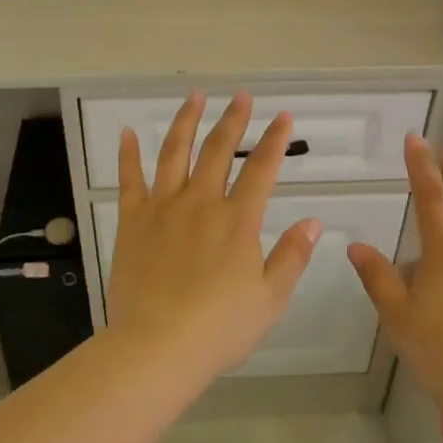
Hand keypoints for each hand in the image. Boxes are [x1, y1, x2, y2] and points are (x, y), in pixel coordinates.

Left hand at [107, 92, 320, 379]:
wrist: (157, 346)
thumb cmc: (219, 328)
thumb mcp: (270, 298)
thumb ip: (292, 256)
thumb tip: (313, 222)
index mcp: (238, 220)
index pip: (261, 169)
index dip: (274, 140)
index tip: (284, 116)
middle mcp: (201, 203)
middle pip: (218, 150)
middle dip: (233, 119)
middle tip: (242, 96)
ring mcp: (163, 208)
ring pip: (175, 152)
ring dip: (186, 121)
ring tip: (195, 96)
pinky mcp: (133, 221)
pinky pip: (130, 179)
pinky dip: (129, 153)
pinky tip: (129, 132)